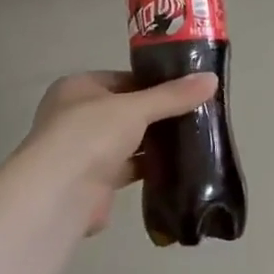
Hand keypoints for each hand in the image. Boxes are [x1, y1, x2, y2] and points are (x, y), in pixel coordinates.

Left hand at [22, 70, 218, 234]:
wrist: (61, 193)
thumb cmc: (90, 134)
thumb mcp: (135, 108)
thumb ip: (172, 96)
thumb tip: (212, 80)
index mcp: (77, 88)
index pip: (122, 79)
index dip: (153, 83)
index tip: (186, 89)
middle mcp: (76, 117)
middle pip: (125, 111)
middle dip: (156, 115)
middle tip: (196, 114)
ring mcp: (83, 151)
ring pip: (127, 141)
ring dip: (153, 142)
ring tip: (194, 138)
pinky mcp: (94, 181)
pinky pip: (128, 168)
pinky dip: (149, 167)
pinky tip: (178, 166)